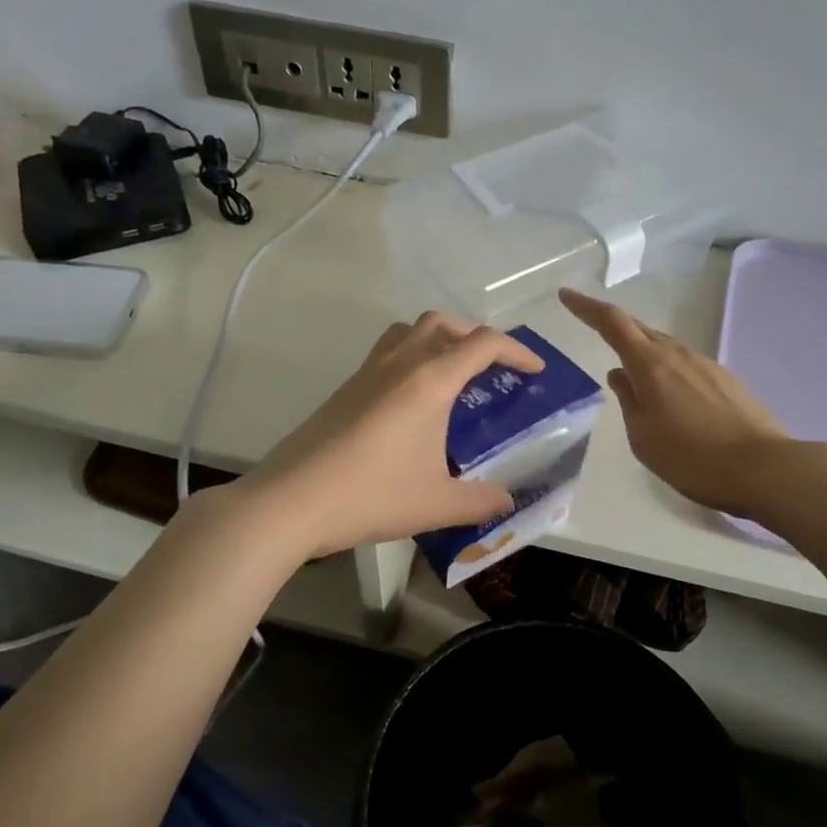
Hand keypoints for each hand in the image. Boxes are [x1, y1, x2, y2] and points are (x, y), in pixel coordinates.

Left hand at [232, 312, 545, 558]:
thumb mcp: (438, 504)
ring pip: (410, 331)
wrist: (292, 500)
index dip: (516, 351)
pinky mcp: (345, 389)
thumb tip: (507, 500)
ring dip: (439, 338)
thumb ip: (481, 500)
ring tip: (453, 373)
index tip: (534, 370)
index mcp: (430, 381)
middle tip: (493, 366)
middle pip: (443, 323)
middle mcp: (400, 364)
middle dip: (476, 335)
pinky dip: (412, 358)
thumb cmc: (372, 494)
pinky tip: (413, 402)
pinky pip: (388, 353)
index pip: (483, 344)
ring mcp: (367, 372)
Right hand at [560, 287, 793, 517]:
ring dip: (644, 352)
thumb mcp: (643, 437)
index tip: (567, 295)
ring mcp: (706, 365)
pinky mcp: (727, 381)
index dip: (587, 307)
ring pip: (665, 348)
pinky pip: (687, 366)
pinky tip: (672, 397)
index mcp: (651, 365)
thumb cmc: (692, 458)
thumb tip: (620, 375)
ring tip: (633, 375)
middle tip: (593, 327)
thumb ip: (628, 401)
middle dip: (614, 325)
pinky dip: (669, 371)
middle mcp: (678, 355)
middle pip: (640, 329)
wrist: (765, 468)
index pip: (612, 323)